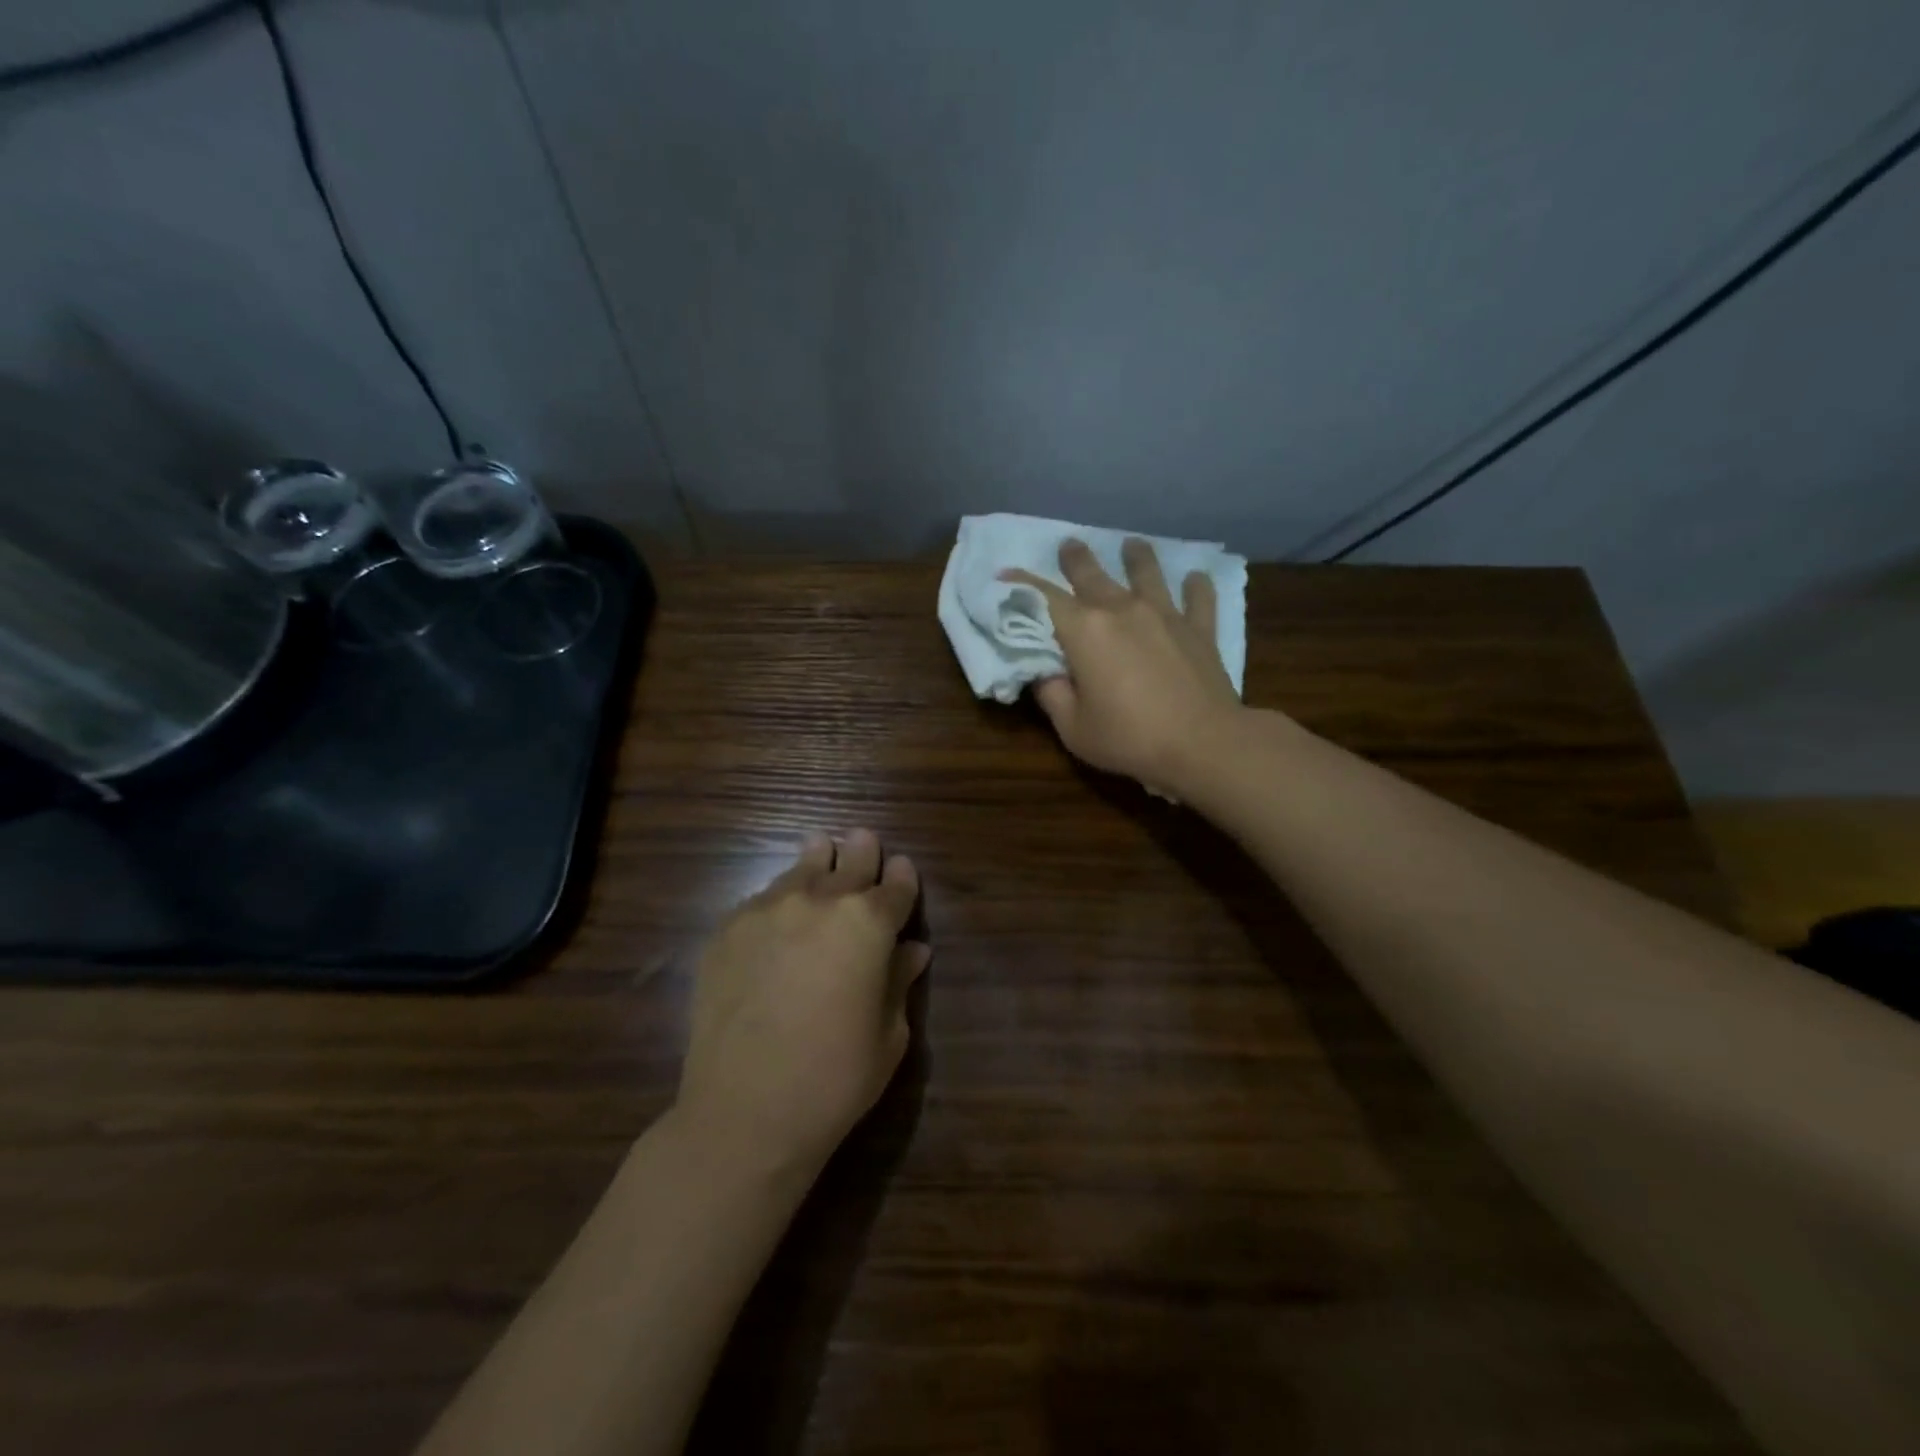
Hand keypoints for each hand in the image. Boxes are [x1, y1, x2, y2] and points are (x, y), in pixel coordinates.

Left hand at [674, 830, 929, 1177]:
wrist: (744, 1111)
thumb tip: (911, 950)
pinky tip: (778, 910)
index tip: (902, 870)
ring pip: (800, 869)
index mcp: (868, 924)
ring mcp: (767, 910)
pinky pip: (761, 898)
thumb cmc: (834, 1080)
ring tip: (820, 847)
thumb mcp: (888, 1036)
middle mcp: (819, 901)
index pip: (895, 888)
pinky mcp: (727, 929)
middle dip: (861, 852)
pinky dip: (778, 897)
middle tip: (862, 839)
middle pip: (848, 862)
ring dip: (817, 860)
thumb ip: (898, 982)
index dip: (902, 879)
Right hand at [1003, 538, 1241, 794]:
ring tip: (1132, 545)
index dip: (1022, 585)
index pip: (1044, 599)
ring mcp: (1165, 615)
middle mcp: (1122, 610)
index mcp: (1085, 631)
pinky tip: (1196, 578)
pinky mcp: (1199, 629)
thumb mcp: (1073, 728)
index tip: (1005, 575)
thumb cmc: (1130, 738)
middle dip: (1076, 559)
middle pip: (1093, 575)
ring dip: (1136, 557)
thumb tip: (1043, 671)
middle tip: (1069, 545)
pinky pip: (1198, 598)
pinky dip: (1196, 586)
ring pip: (1147, 574)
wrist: (1203, 744)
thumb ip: (1052, 694)